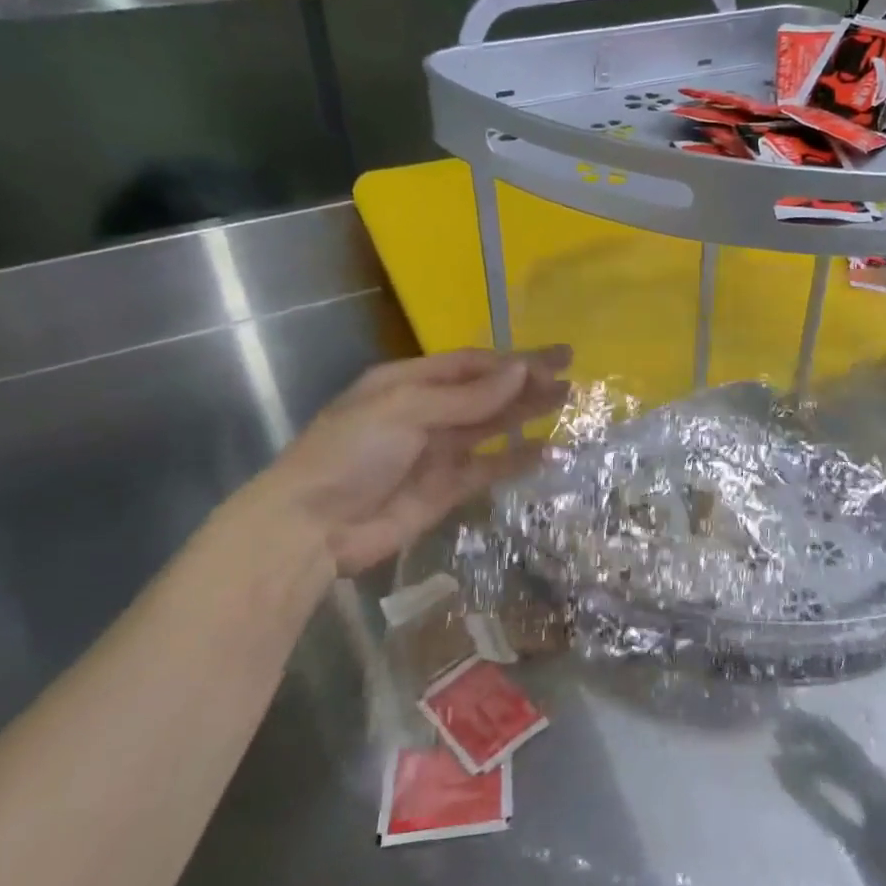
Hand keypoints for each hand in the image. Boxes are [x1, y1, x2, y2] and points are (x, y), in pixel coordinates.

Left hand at [265, 347, 570, 574]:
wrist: (313, 527)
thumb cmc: (350, 453)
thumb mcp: (404, 411)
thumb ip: (467, 397)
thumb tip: (521, 372)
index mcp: (409, 382)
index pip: (472, 364)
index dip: (515, 360)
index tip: (557, 359)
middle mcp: (427, 411)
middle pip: (487, 393)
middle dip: (529, 383)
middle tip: (573, 378)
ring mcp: (438, 451)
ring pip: (493, 427)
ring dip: (528, 415)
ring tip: (569, 405)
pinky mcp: (447, 488)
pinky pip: (490, 468)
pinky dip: (518, 460)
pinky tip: (549, 452)